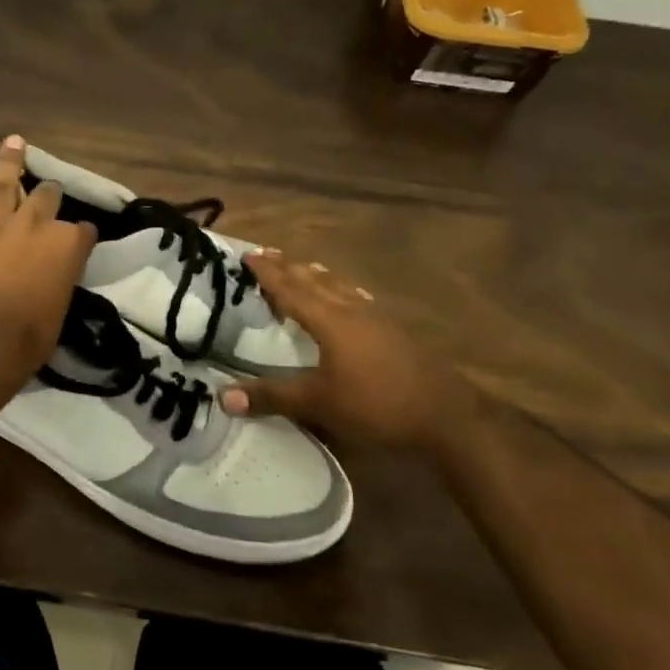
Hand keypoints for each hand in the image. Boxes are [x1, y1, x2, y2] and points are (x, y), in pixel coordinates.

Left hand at [0, 135, 94, 381]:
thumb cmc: (28, 338)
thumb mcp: (60, 311)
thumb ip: (58, 282)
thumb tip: (53, 277)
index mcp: (65, 246)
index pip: (83, 231)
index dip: (83, 235)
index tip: (83, 239)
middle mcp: (32, 226)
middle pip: (46, 198)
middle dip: (50, 193)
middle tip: (49, 190)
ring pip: (2, 185)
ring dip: (9, 162)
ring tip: (14, 142)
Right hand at [218, 251, 477, 452]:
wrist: (447, 416)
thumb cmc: (377, 405)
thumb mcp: (318, 403)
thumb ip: (272, 396)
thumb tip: (222, 396)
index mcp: (331, 321)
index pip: (291, 290)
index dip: (268, 274)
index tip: (249, 255)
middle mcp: (353, 311)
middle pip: (316, 281)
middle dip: (290, 267)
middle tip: (268, 253)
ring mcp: (378, 320)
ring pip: (341, 287)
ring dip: (317, 276)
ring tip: (304, 267)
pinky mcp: (395, 332)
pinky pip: (358, 299)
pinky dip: (342, 291)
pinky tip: (350, 297)